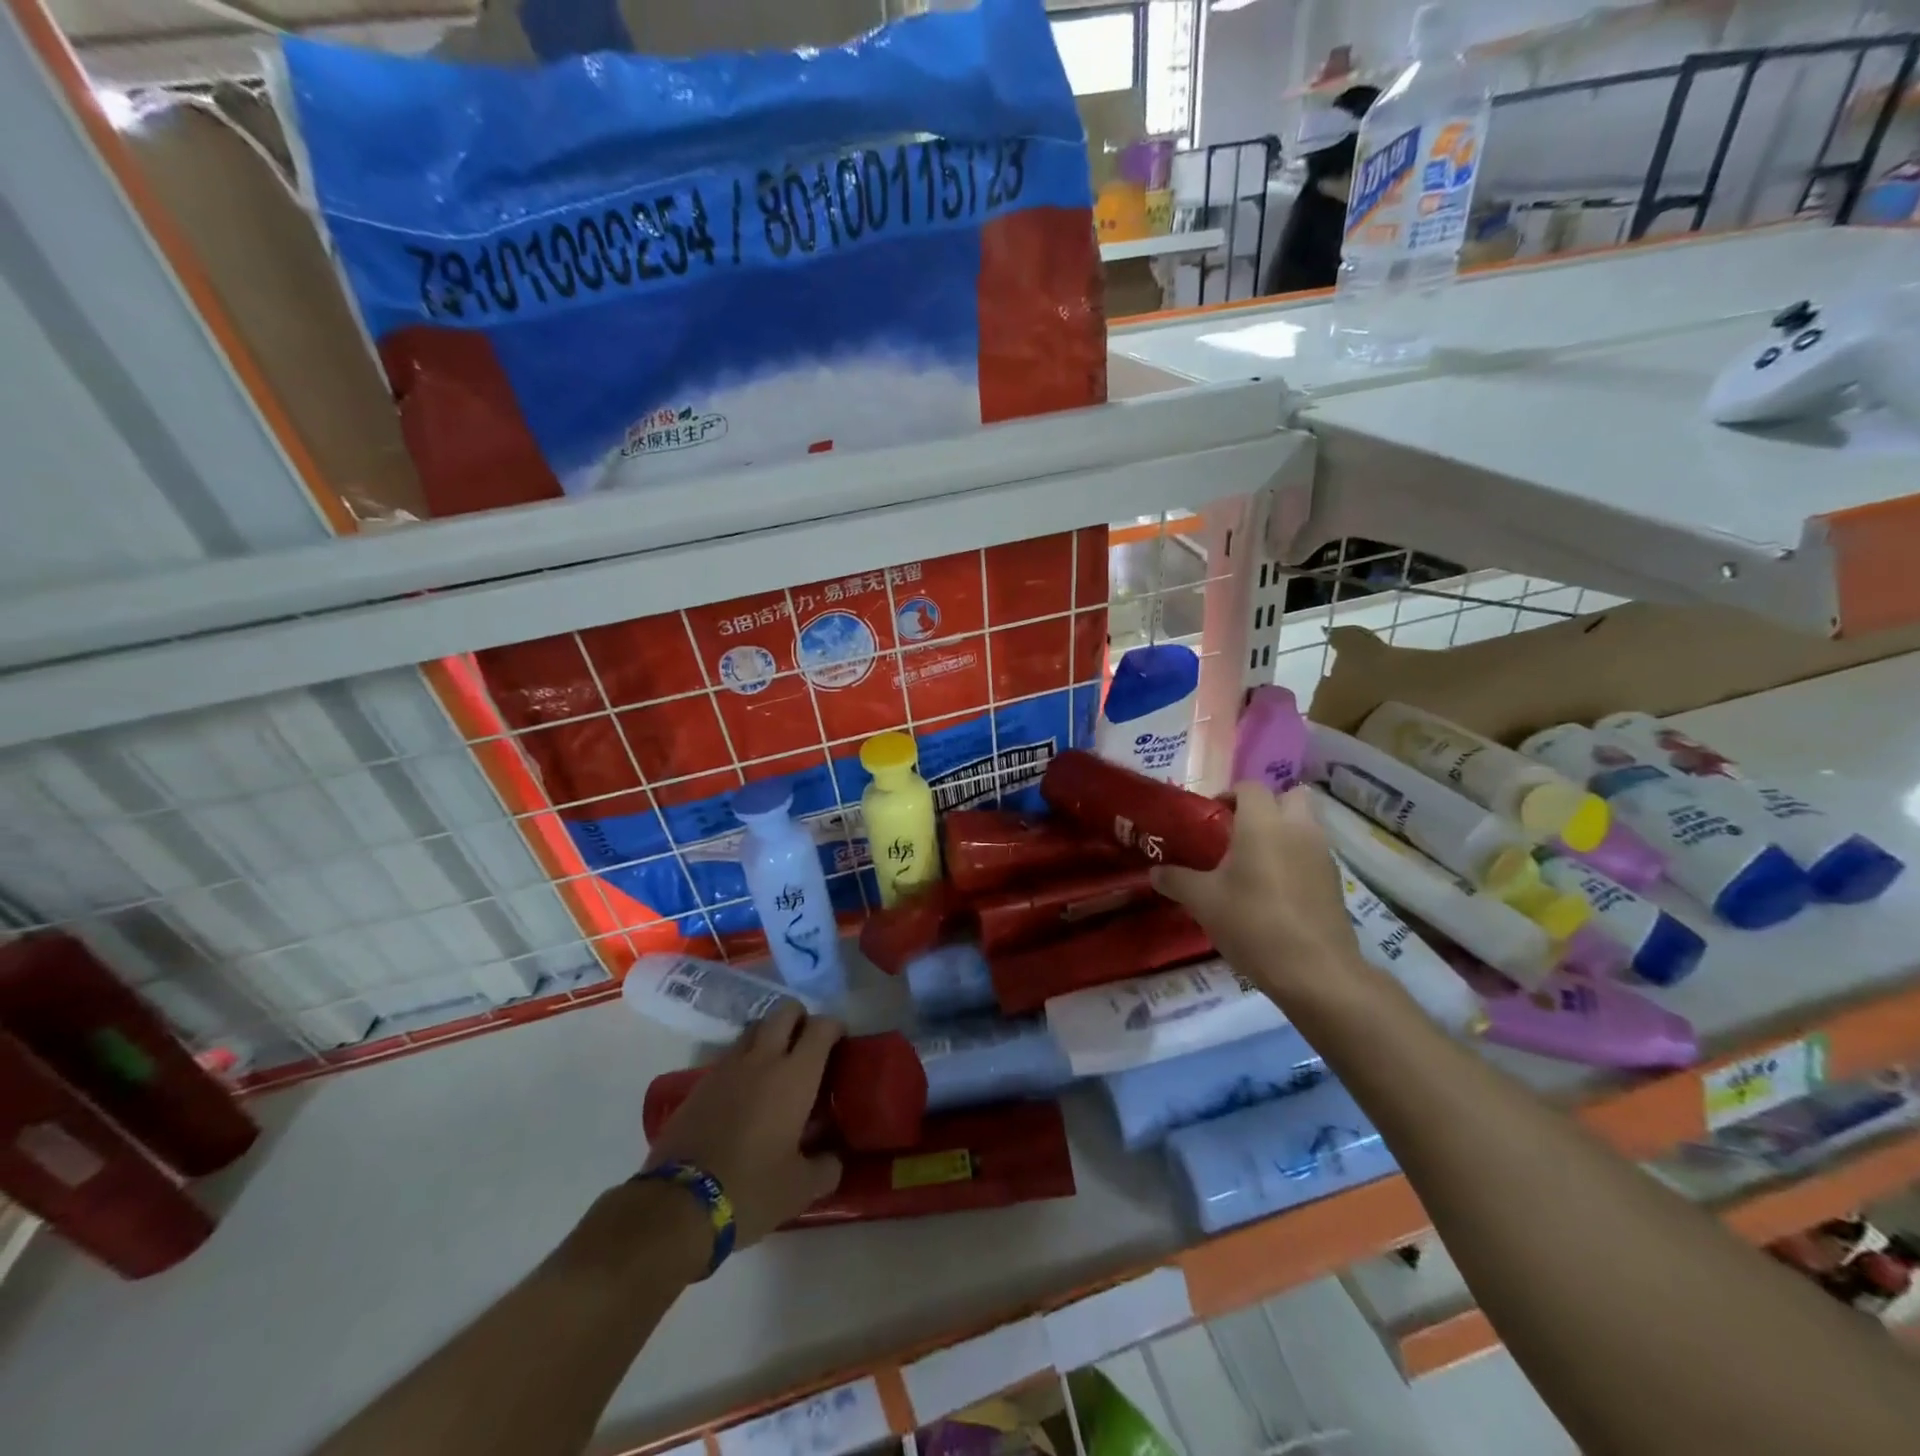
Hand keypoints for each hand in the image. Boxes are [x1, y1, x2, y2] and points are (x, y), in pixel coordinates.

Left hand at [642, 1003, 845, 1248]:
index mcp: (795, 1075)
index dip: (834, 1027)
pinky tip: (745, 1093)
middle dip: (800, 1018)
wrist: (679, 1205)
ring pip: (754, 1030)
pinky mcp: (698, 1085)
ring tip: (776, 1065)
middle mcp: (762, 1059)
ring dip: (769, 1036)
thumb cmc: (752, 1189)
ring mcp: (726, 1068)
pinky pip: (729, 1058)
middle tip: (808, 1043)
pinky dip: (743, 1063)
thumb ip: (825, 1167)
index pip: (821, 1027)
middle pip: (784, 1012)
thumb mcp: (800, 1189)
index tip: (840, 1041)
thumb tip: (833, 1159)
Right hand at [1151, 783, 1366, 1009]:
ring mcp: (1322, 855)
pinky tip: (1275, 891)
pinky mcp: (1335, 882)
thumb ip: (1177, 880)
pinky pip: (1313, 855)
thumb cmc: (1253, 924)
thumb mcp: (1203, 902)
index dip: (1228, 796)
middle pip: (1290, 796)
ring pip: (1306, 825)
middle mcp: (1298, 829)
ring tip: (1255, 864)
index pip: (1249, 788)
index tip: (1211, 819)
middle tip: (1239, 833)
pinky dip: (1296, 860)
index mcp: (1263, 824)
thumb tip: (1155, 872)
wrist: (1315, 972)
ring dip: (1284, 833)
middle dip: (1267, 807)